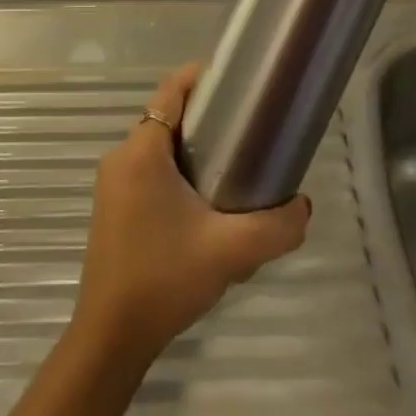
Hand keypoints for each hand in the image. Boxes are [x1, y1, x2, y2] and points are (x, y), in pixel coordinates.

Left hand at [70, 65, 310, 370]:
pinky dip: (175, 170)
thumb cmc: (164, 279)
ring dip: (190, 147)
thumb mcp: (230, 251)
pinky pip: (147, 171)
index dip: (201, 77)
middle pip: (166, 117)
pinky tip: (203, 202)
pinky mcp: (112, 208)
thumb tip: (304, 206)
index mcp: (141, 151)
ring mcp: (112, 184)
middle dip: (204, 117)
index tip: (235, 80)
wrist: (111, 338)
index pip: (171, 91)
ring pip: (156, 147)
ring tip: (232, 165)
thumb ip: (275, 226)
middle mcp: (121, 158)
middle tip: (245, 128)